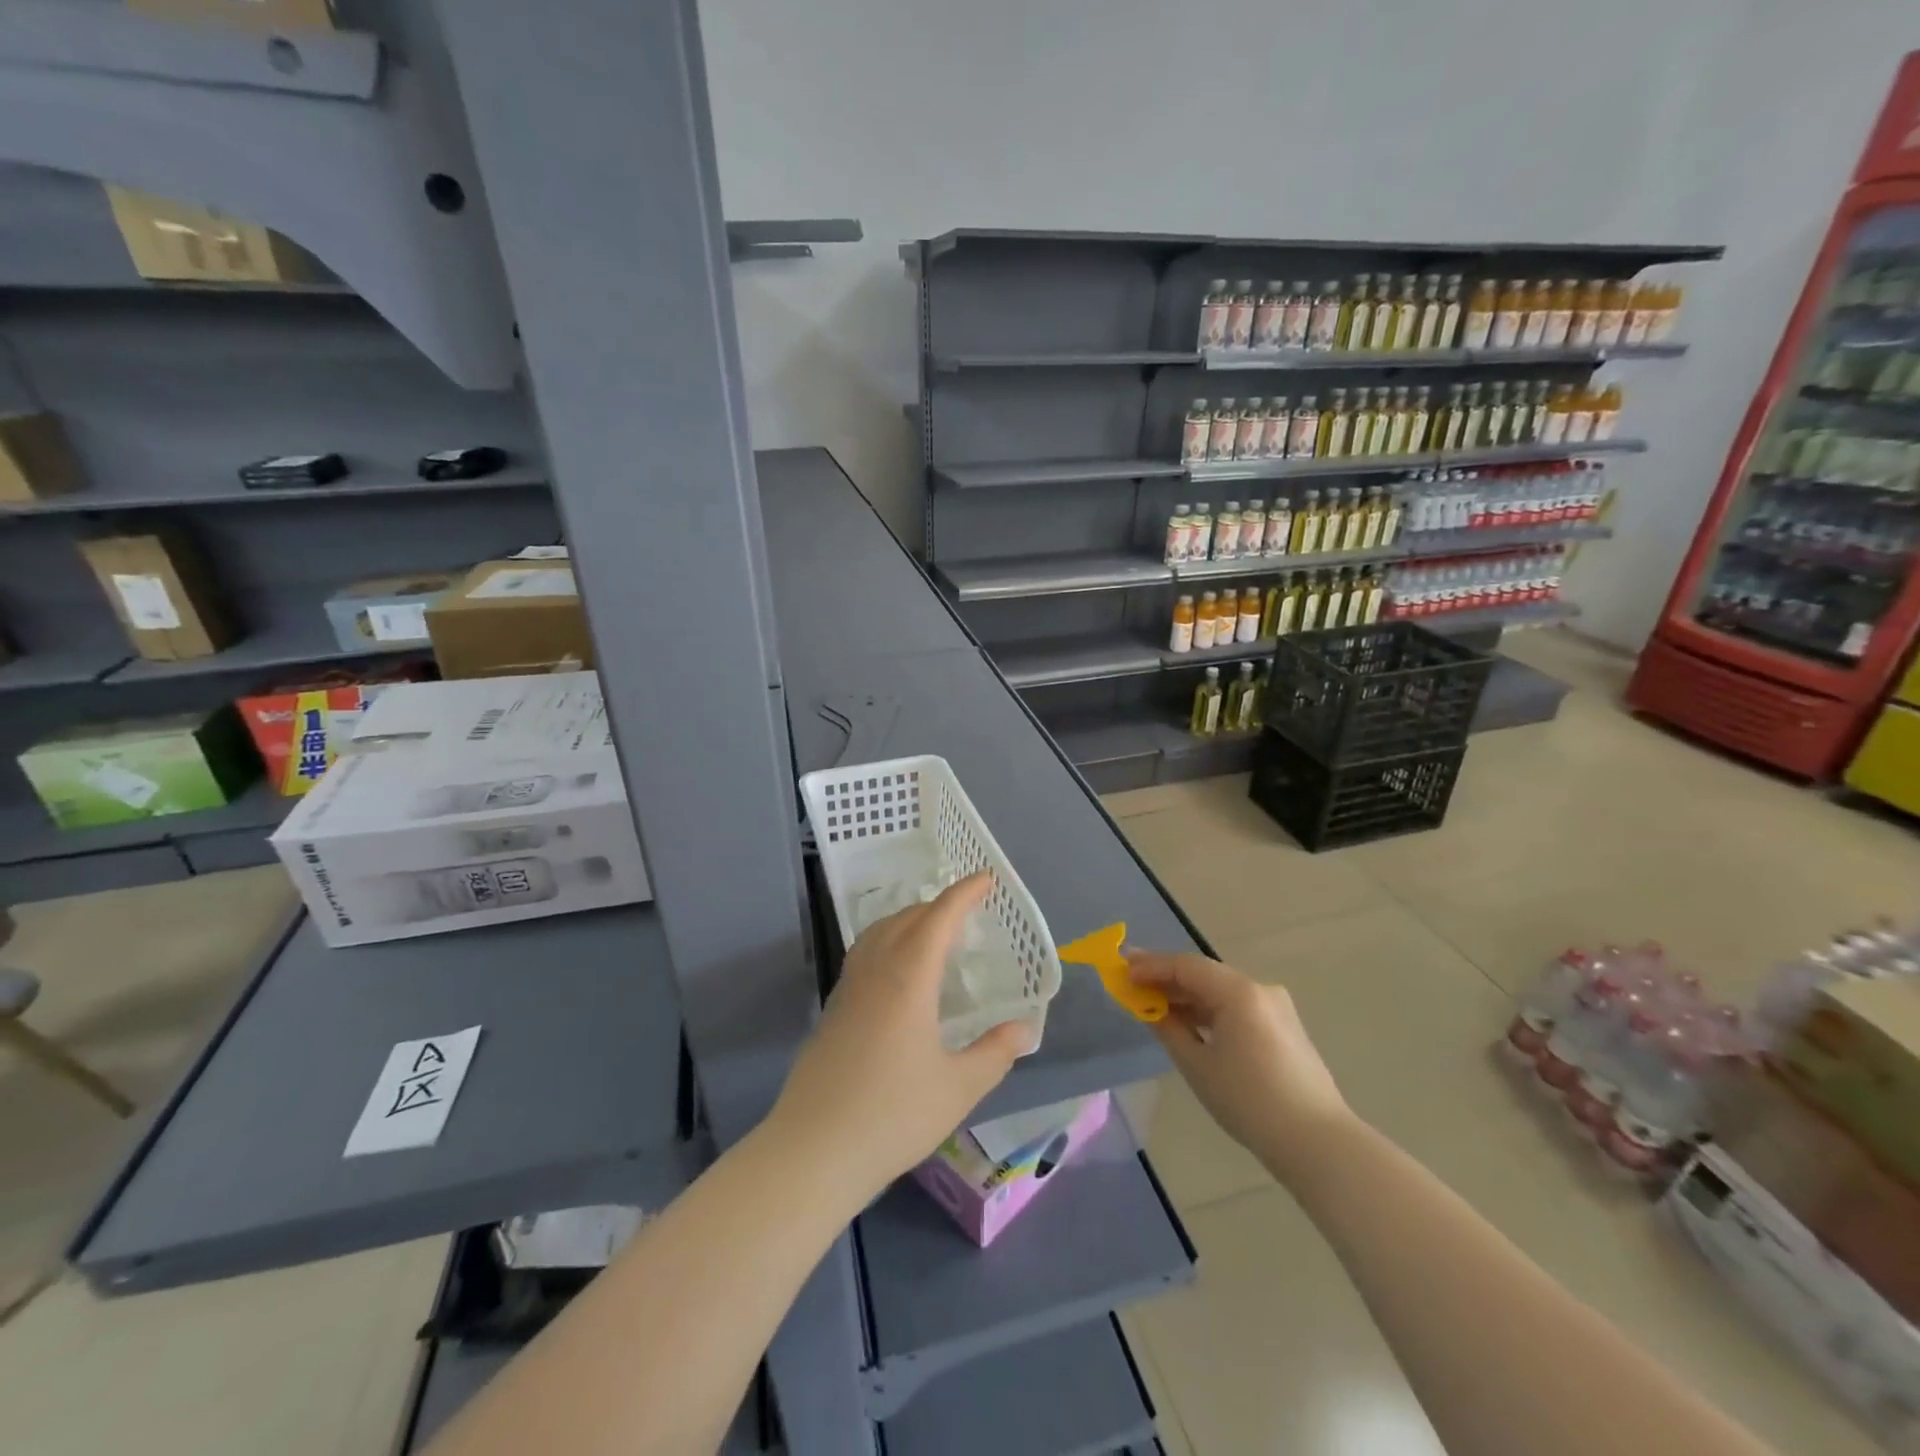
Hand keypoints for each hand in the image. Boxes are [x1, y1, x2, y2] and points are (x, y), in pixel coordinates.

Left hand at [771, 873, 1028, 1197]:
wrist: (813, 1150)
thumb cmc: (893, 1115)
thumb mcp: (958, 1088)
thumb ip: (994, 1053)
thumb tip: (1024, 1028)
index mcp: (908, 978)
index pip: (938, 919)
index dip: (962, 894)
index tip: (984, 879)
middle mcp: (875, 972)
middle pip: (905, 919)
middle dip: (937, 905)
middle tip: (965, 911)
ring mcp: (848, 989)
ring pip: (878, 934)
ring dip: (908, 920)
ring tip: (932, 933)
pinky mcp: (832, 1010)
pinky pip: (864, 955)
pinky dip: (888, 942)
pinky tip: (897, 973)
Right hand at [1127, 950, 1352, 1186]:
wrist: (1317, 1143)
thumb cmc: (1249, 1102)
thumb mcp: (1197, 1065)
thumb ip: (1168, 1027)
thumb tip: (1148, 1006)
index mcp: (1239, 991)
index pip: (1185, 966)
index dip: (1150, 966)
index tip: (1121, 970)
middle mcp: (1259, 989)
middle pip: (1203, 974)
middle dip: (1166, 977)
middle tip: (1132, 981)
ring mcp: (1275, 1007)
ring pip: (1220, 990)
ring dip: (1187, 995)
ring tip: (1154, 1003)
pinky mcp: (1283, 1027)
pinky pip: (1237, 1006)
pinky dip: (1209, 1009)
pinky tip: (1189, 1022)